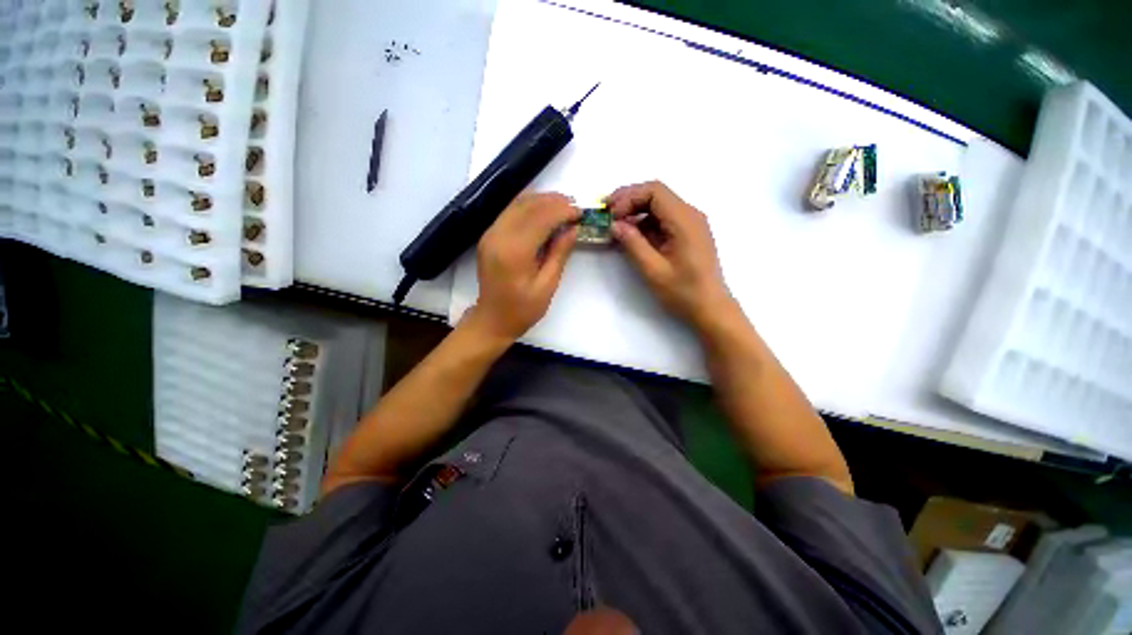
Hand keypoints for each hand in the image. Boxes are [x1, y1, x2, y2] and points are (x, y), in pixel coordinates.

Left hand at [466, 192, 579, 341]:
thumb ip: (559, 254)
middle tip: (575, 206)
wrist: (492, 320)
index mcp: (514, 251)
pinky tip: (544, 211)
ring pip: (518, 204)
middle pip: (528, 206)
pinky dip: (529, 206)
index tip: (581, 212)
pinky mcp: (489, 235)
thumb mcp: (547, 285)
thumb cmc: (523, 309)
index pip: (541, 218)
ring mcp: (490, 233)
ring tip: (563, 205)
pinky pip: (510, 212)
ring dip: (542, 200)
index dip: (562, 211)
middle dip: (554, 201)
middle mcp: (498, 236)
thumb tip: (573, 228)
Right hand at [607, 181, 731, 327]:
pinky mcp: (688, 233)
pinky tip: (632, 235)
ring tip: (615, 226)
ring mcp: (691, 223)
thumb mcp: (653, 270)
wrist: (710, 308)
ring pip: (658, 205)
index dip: (628, 197)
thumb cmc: (683, 292)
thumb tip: (615, 225)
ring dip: (635, 211)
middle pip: (656, 194)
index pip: (654, 191)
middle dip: (629, 201)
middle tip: (607, 214)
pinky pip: (663, 219)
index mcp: (684, 220)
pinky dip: (645, 223)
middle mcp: (690, 215)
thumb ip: (633, 244)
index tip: (611, 214)